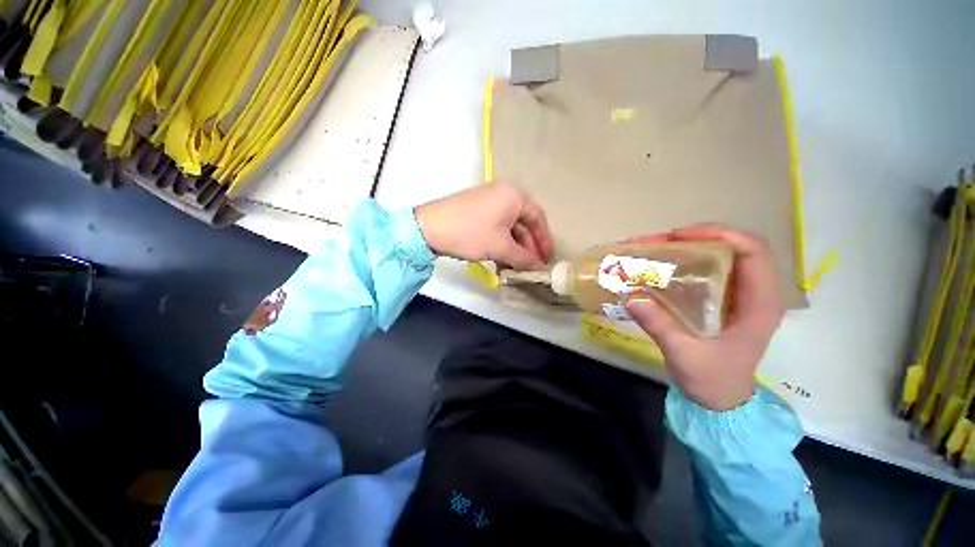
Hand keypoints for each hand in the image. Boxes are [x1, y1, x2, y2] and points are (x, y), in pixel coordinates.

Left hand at [415, 183, 553, 269]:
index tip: (547, 259)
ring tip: (516, 268)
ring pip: (509, 228)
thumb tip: (539, 268)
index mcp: (514, 196)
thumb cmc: (471, 233)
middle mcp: (503, 194)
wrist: (428, 227)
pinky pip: (496, 227)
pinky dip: (501, 243)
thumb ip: (524, 258)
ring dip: (514, 248)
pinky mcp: (476, 211)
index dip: (544, 240)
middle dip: (528, 247)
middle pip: (524, 223)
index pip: (538, 218)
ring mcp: (488, 202)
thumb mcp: (500, 247)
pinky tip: (501, 260)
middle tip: (531, 266)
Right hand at [624, 225, 784, 409]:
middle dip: (693, 239)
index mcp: (759, 304)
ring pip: (715, 257)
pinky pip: (702, 271)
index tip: (679, 235)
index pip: (753, 252)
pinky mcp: (718, 301)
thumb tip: (631, 296)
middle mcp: (751, 292)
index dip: (720, 234)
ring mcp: (735, 295)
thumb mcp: (686, 355)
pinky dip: (679, 263)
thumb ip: (661, 326)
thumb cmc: (712, 381)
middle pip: (731, 248)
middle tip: (655, 242)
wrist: (719, 401)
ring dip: (683, 249)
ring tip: (651, 249)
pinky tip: (657, 265)